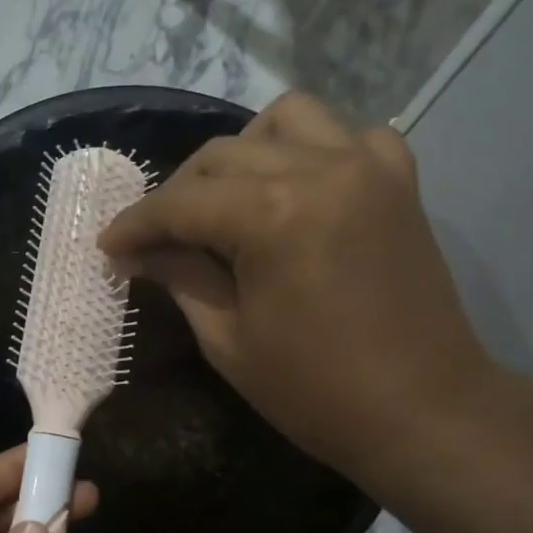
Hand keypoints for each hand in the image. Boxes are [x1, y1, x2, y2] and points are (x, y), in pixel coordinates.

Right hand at [99, 91, 492, 487]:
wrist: (423, 411)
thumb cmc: (316, 392)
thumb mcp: (228, 340)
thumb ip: (181, 278)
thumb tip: (141, 252)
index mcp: (273, 215)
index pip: (181, 203)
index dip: (136, 225)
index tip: (108, 246)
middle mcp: (321, 168)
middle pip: (222, 156)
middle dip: (177, 195)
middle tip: (157, 240)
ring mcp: (367, 167)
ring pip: (284, 120)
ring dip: (242, 154)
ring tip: (227, 202)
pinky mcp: (399, 181)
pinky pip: (347, 135)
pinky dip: (312, 150)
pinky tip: (299, 188)